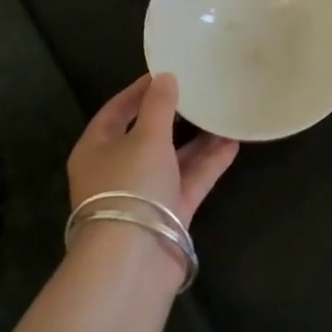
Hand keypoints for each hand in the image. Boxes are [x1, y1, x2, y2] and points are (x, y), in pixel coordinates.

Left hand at [65, 73, 237, 227]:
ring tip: (224, 112)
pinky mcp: (170, 211)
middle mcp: (119, 169)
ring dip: (198, 138)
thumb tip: (165, 77)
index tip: (167, 71)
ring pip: (174, 157)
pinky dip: (210, 162)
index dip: (140, 90)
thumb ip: (159, 105)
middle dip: (176, 115)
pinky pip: (191, 179)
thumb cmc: (130, 185)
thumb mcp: (146, 137)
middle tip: (201, 91)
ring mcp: (145, 192)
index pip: (117, 110)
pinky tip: (233, 142)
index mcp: (97, 148)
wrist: (134, 259)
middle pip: (148, 134)